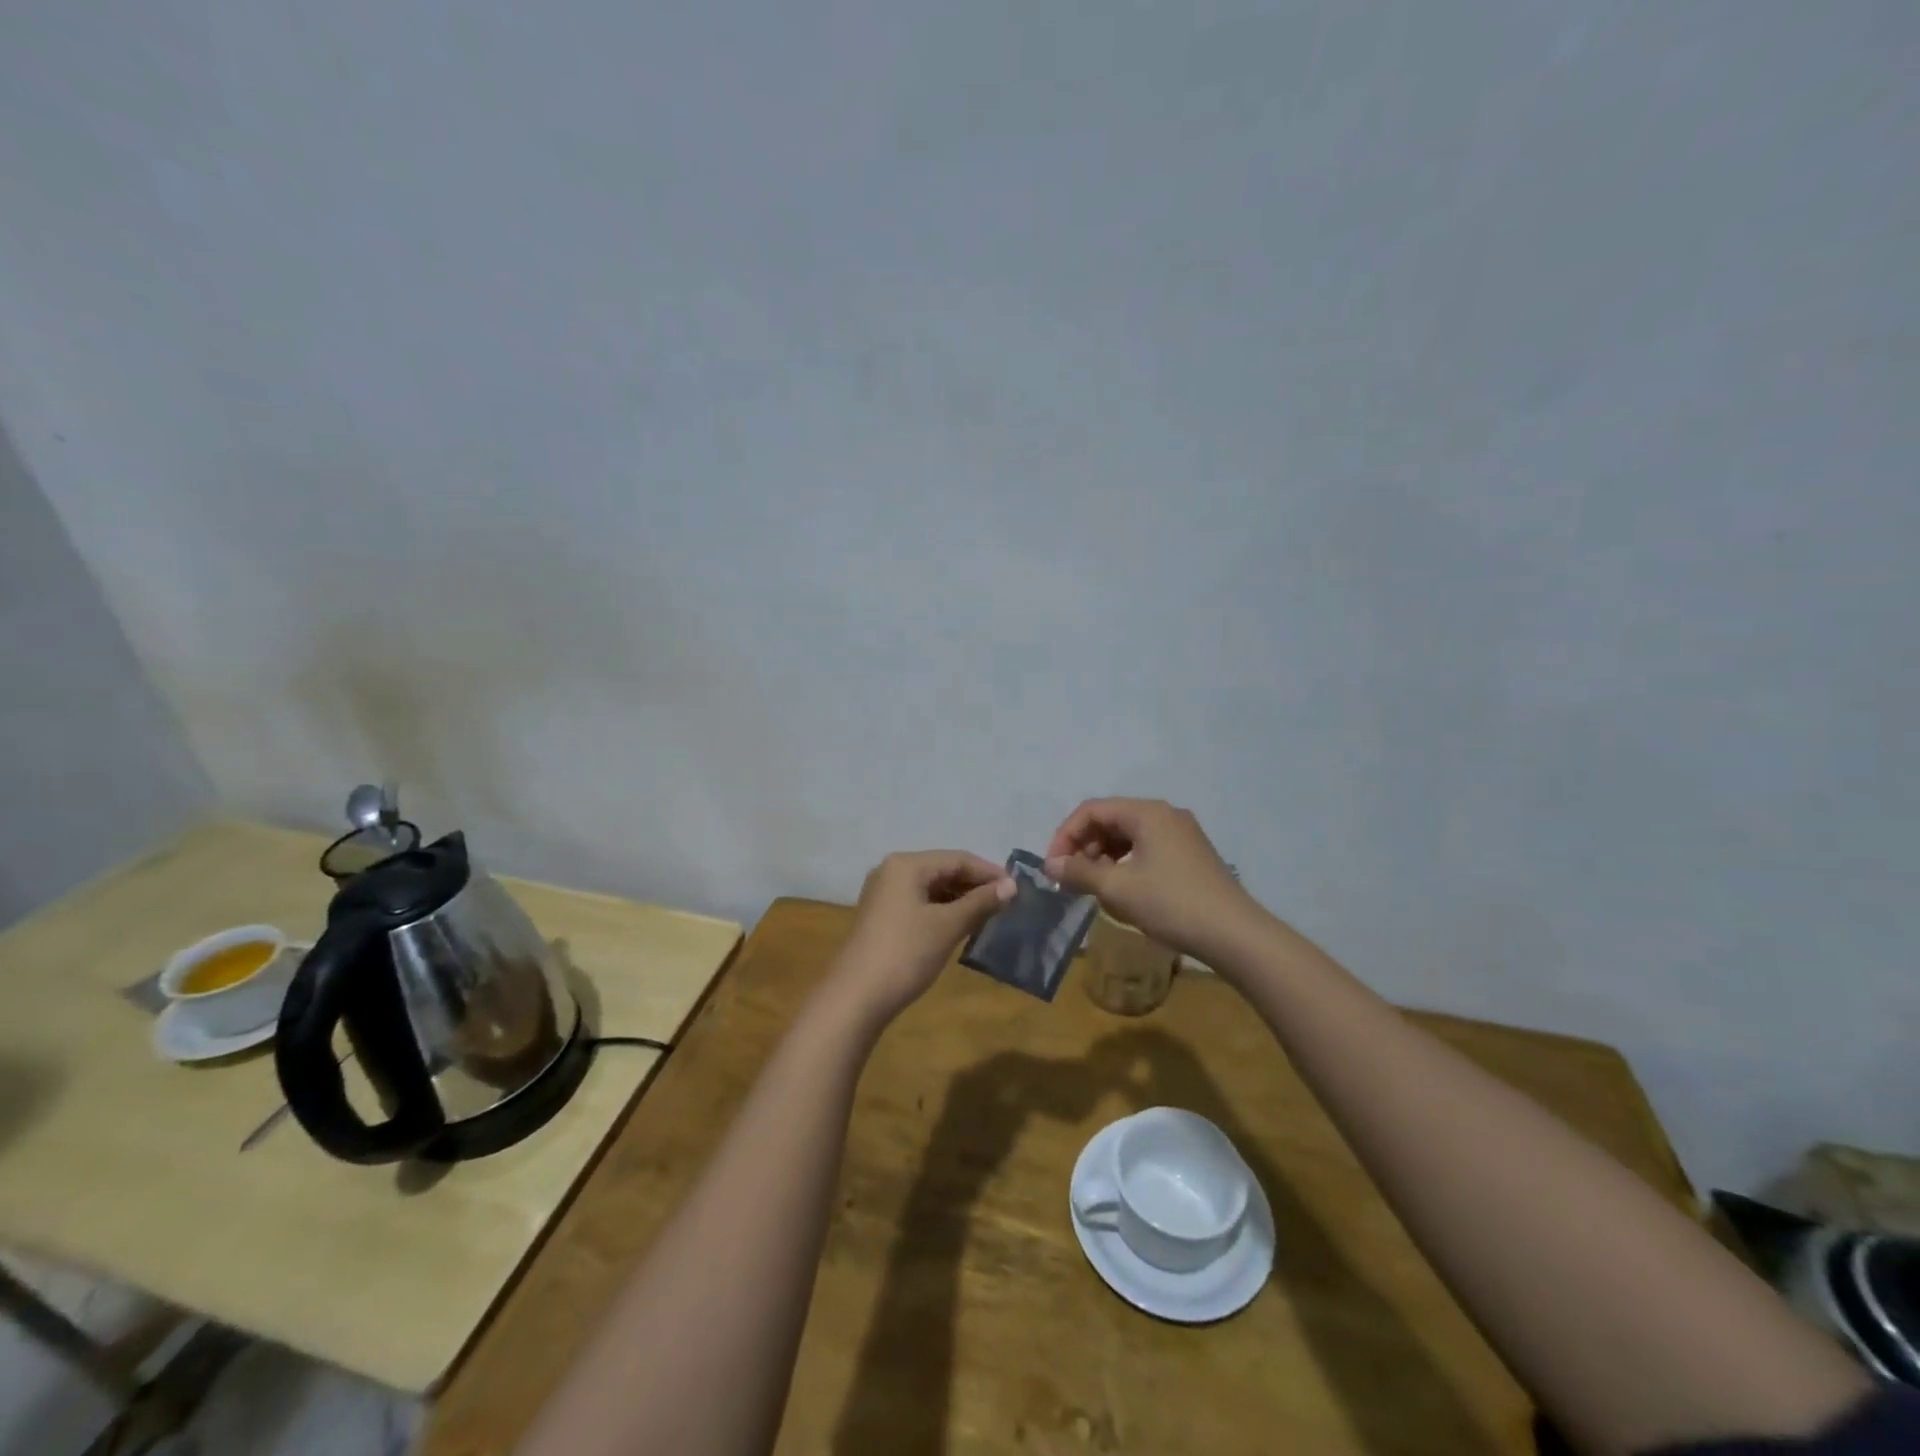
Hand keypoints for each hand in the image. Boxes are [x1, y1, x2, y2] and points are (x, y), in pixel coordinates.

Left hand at [830, 851, 1014, 1022]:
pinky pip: (920, 903)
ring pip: (931, 887)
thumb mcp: (947, 926)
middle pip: (943, 869)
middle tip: (1007, 904)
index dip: (989, 872)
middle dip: (975, 885)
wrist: (855, 998)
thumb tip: (1012, 885)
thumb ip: (980, 902)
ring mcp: (884, 894)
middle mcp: (892, 871)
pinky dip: (943, 910)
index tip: (1018, 890)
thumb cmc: (905, 954)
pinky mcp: (882, 916)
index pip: (957, 858)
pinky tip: (961, 926)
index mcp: (906, 865)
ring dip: (960, 899)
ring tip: (989, 916)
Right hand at [1045, 799, 1262, 963]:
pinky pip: (1146, 848)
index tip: (1053, 867)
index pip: (1092, 810)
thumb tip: (1052, 865)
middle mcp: (1165, 814)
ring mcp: (1181, 834)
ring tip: (1093, 887)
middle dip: (1084, 846)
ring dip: (1103, 857)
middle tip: (1070, 879)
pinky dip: (1125, 863)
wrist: (1235, 934)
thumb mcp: (1118, 888)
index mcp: (1147, 812)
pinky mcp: (1190, 855)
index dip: (1065, 835)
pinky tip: (1121, 890)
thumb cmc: (1171, 904)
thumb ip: (1079, 872)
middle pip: (1110, 819)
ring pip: (1128, 835)